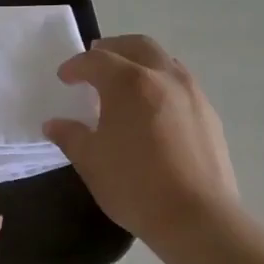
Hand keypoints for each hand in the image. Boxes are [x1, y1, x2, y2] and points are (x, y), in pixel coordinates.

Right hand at [43, 35, 237, 248]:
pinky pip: (180, 84)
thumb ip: (70, 136)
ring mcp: (191, 94)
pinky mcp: (209, 114)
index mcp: (129, 82)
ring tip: (125, 83)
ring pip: (163, 61)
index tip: (64, 78)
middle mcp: (163, 77)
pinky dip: (160, 83)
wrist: (197, 218)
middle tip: (95, 62)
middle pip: (136, 45)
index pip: (96, 61)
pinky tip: (152, 109)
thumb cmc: (134, 185)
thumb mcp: (90, 161)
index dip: (76, 66)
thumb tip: (54, 124)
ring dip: (140, 62)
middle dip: (112, 48)